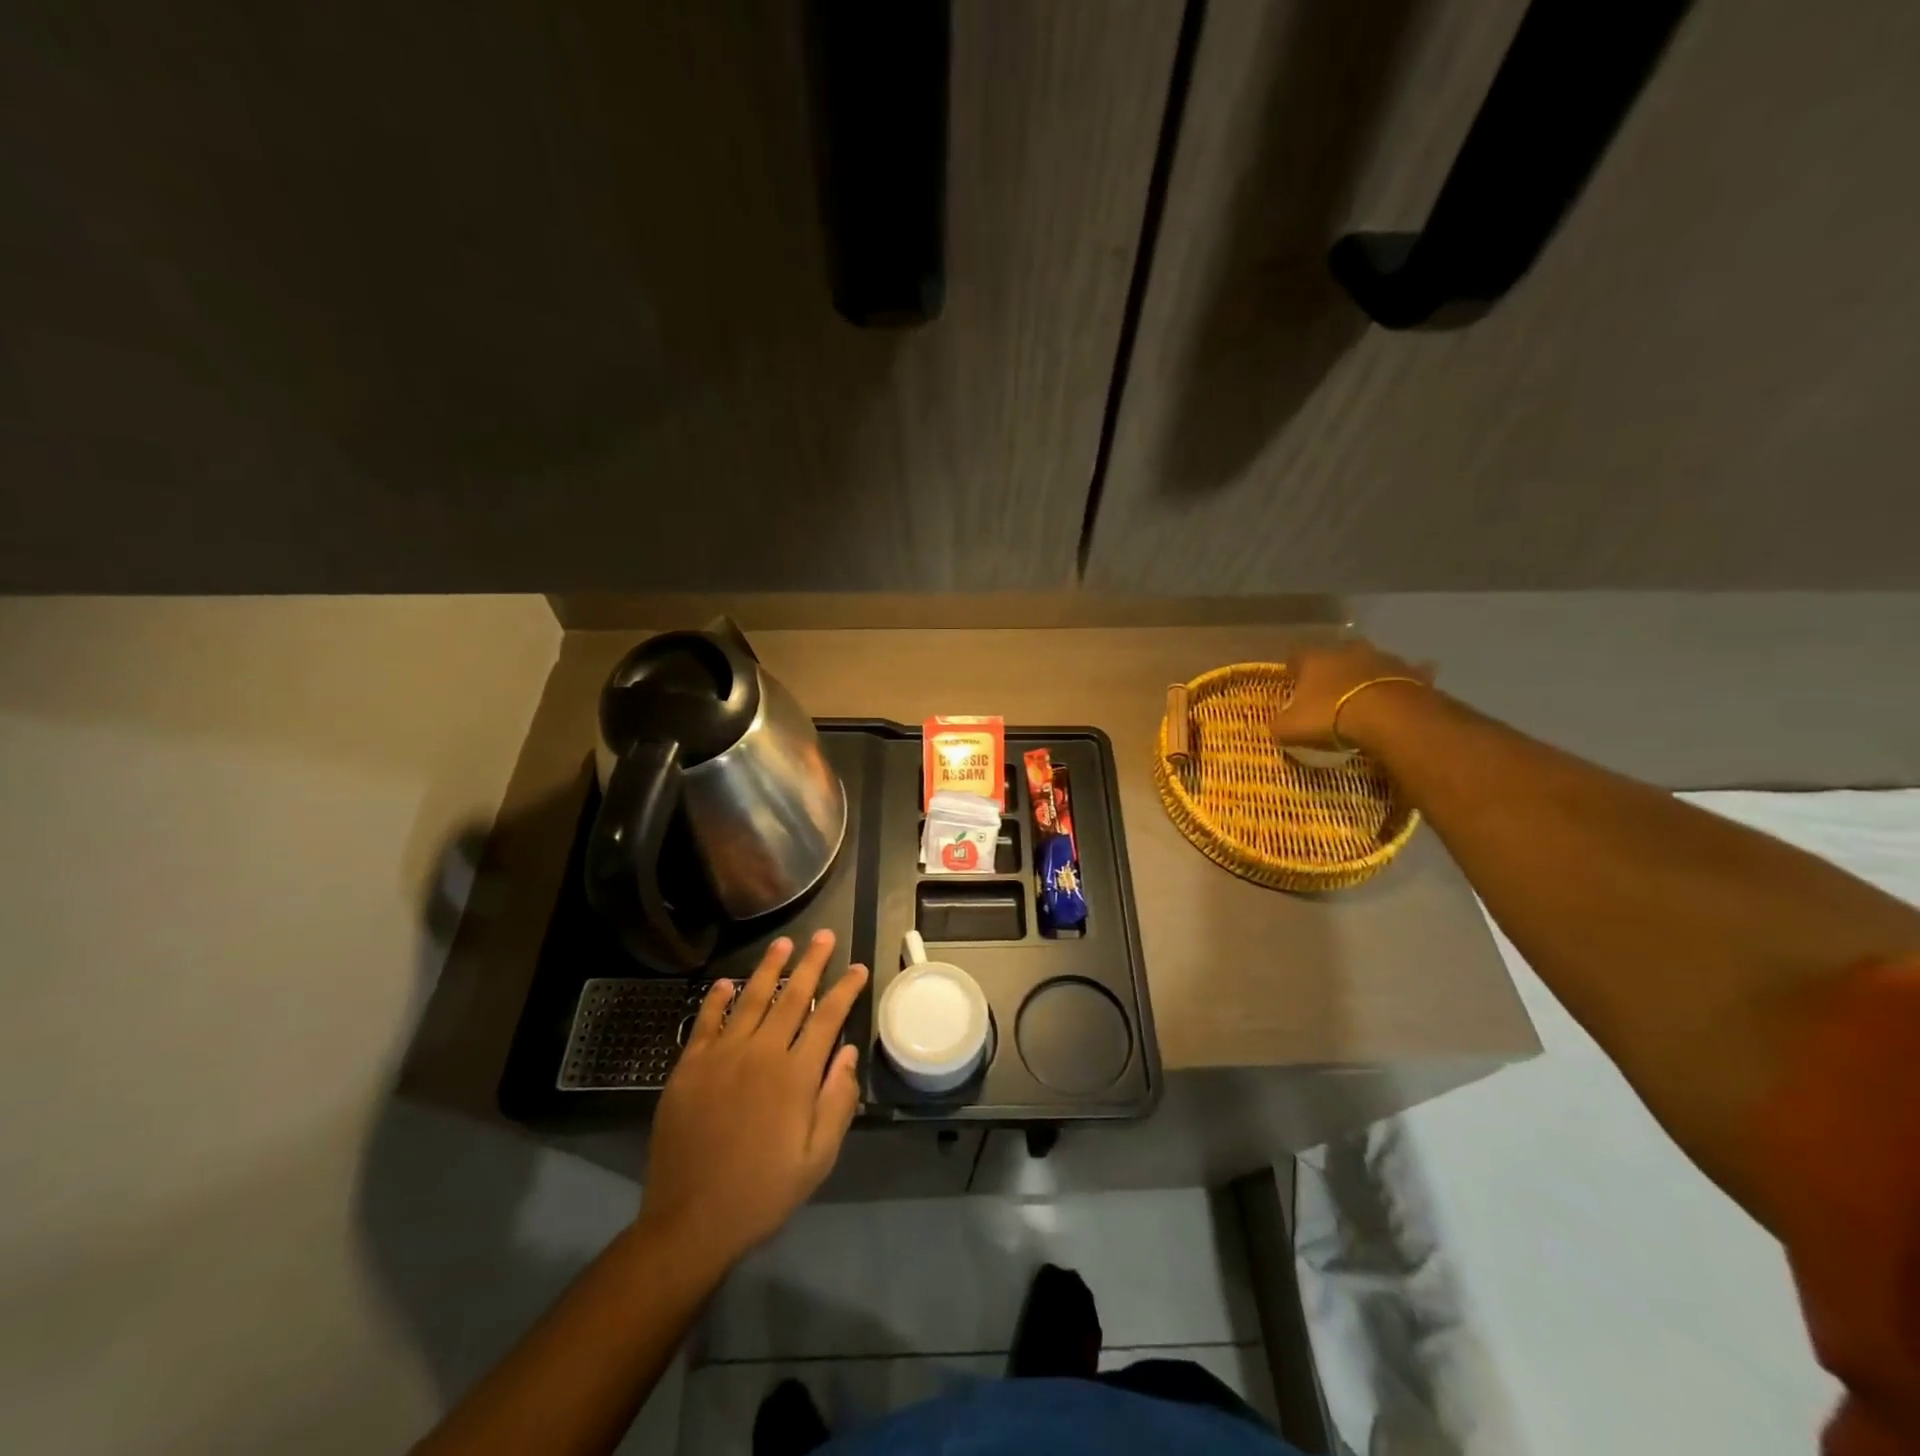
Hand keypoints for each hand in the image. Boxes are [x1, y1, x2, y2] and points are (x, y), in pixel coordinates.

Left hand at [639, 932, 867, 1266]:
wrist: (690, 1222)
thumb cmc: (762, 1192)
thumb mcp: (817, 1159)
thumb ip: (837, 1101)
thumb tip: (848, 1051)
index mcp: (795, 1076)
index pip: (827, 1019)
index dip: (845, 990)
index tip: (857, 967)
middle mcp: (760, 1054)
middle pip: (791, 997)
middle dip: (811, 963)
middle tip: (824, 935)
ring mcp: (721, 1057)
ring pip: (751, 999)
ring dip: (769, 968)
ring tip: (783, 943)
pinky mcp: (690, 1067)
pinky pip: (706, 1022)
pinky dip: (717, 999)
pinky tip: (726, 982)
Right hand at [1274, 639, 1433, 750]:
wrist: (1389, 717)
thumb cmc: (1330, 717)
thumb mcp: (1290, 728)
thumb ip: (1280, 724)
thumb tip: (1278, 726)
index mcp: (1314, 659)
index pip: (1296, 657)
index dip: (1293, 672)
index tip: (1292, 686)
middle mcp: (1347, 650)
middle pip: (1335, 656)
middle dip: (1332, 670)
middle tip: (1329, 693)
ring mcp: (1382, 658)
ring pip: (1370, 663)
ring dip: (1365, 676)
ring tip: (1364, 699)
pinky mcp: (1411, 672)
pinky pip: (1404, 676)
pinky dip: (1399, 684)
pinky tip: (1398, 699)